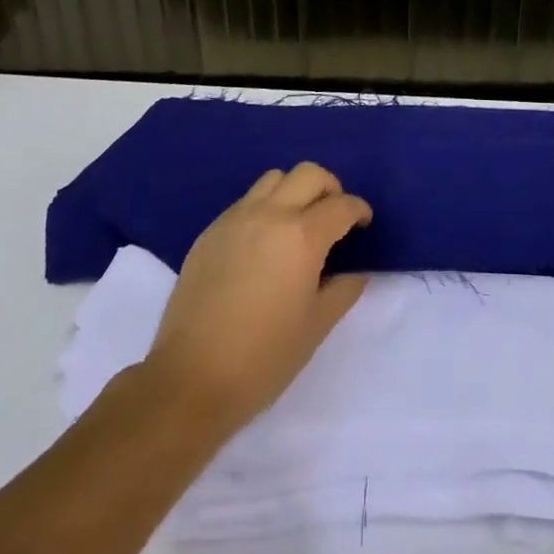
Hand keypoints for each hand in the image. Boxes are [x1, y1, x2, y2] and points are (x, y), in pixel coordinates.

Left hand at [143, 161, 371, 430]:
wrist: (189, 380)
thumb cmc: (262, 359)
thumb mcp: (316, 327)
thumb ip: (344, 289)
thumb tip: (356, 269)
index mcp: (302, 236)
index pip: (341, 205)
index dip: (359, 210)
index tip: (363, 224)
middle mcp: (270, 214)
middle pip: (309, 174)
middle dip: (330, 188)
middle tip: (334, 216)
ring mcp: (236, 218)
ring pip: (275, 178)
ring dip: (295, 190)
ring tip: (298, 223)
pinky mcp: (211, 230)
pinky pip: (247, 200)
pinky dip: (265, 207)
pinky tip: (264, 242)